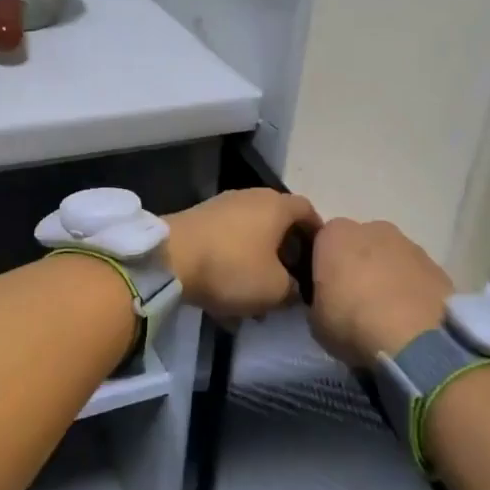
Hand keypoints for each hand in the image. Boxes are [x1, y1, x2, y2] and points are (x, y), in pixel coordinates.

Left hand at [164, 190, 320, 319]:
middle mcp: (252, 196)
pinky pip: (228, 239)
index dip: (318, 237)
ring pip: (251, 233)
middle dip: (286, 251)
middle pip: (279, 222)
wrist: (169, 259)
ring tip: (257, 294)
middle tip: (290, 281)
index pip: (309, 212)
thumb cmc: (232, 268)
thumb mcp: (275, 289)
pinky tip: (228, 290)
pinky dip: (234, 260)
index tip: (320, 263)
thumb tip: (295, 288)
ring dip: (258, 259)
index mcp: (277, 205)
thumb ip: (294, 289)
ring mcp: (223, 205)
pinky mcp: (199, 219)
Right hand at [309, 218, 453, 368]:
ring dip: (387, 275)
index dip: (323, 267)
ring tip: (387, 313)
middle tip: (356, 301)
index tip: (325, 292)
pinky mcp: (436, 264)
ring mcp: (408, 243)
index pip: (321, 243)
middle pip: (359, 244)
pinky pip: (415, 274)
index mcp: (334, 235)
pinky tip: (410, 317)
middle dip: (357, 265)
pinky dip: (411, 289)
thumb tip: (329, 302)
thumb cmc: (351, 322)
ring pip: (390, 256)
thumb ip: (319, 300)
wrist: (414, 338)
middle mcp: (371, 228)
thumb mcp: (315, 320)